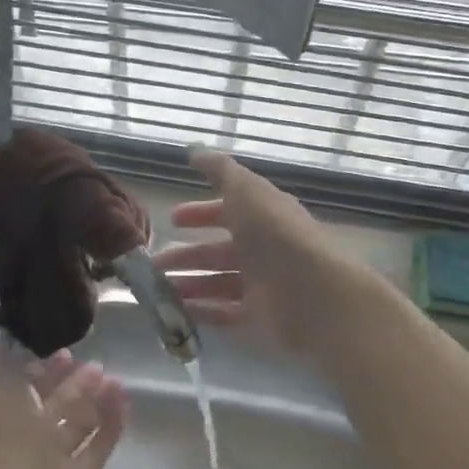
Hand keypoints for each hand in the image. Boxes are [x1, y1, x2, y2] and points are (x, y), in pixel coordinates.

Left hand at [0, 347, 127, 468]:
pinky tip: (125, 402)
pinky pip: (97, 447)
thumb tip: (7, 342)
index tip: (65, 353)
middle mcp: (25, 438)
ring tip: (116, 381)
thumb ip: (0, 364)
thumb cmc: (2, 437)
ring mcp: (52, 461)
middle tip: (96, 366)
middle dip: (74, 383)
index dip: (43, 370)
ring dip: (96, 400)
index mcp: (0, 416)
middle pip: (54, 405)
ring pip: (78, 424)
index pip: (24, 387)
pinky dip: (111, 425)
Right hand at [153, 149, 341, 351]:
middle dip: (187, 254)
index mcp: (263, 216)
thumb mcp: (245, 189)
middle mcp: (263, 249)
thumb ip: (220, 170)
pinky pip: (224, 313)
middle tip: (156, 262)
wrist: (313, 292)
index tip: (172, 219)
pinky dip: (201, 310)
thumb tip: (195, 151)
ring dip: (188, 283)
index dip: (201, 212)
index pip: (229, 211)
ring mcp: (262, 284)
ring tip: (157, 289)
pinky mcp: (259, 317)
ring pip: (217, 282)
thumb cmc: (275, 234)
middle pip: (219, 251)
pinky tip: (175, 310)